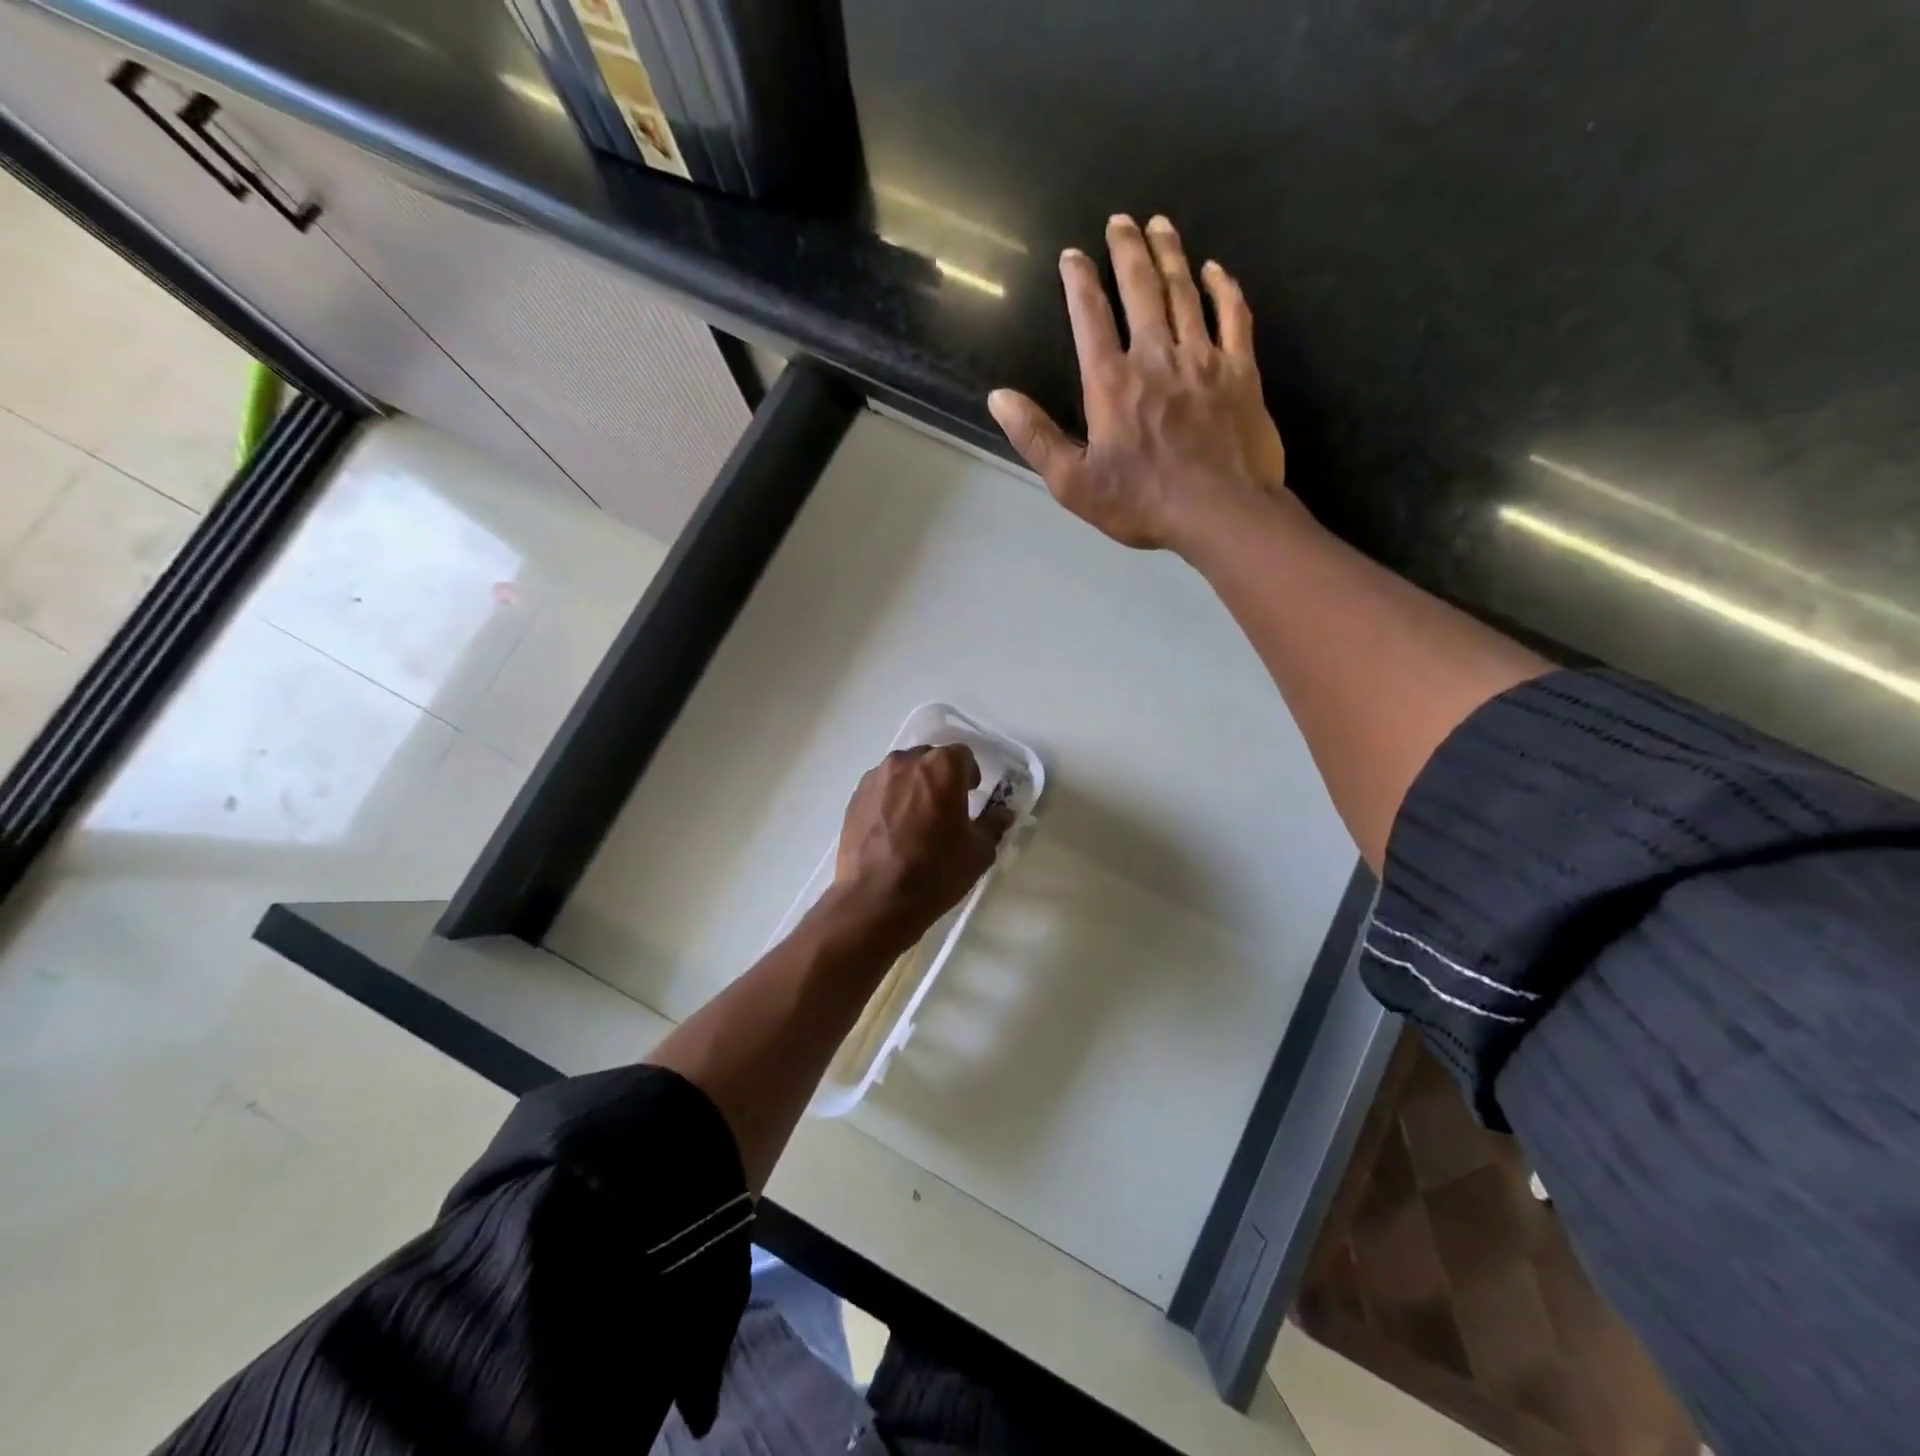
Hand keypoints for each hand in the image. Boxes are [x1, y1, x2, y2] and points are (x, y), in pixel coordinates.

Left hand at [834, 745, 1012, 939]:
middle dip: (940, 778)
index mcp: (942, 767)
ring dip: (913, 787)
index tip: (971, 795)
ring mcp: (876, 778)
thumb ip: (993, 824)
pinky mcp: (855, 797)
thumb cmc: (936, 871)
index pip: (963, 755)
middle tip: (945, 808)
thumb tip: (1002, 813)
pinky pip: (880, 789)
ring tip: (916, 820)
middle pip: (929, 760)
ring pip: (902, 773)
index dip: (970, 774)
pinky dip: (890, 800)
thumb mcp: (978, 852)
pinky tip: (892, 830)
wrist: (876, 899)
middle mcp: (906, 762)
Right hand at [988, 214, 1290, 555]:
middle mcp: (1156, 357)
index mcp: (1111, 383)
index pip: (1090, 318)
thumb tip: (998, 398)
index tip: (1072, 255)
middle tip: (1120, 219)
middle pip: (1140, 290)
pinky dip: (1223, 289)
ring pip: (1184, 293)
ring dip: (1170, 255)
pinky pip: (1233, 316)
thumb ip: (1036, 438)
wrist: (1220, 512)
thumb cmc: (1142, 502)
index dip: (1079, 282)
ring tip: (1160, 224)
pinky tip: (1214, 269)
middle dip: (1127, 250)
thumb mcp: (1074, 483)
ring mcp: (1202, 359)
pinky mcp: (1240, 371)